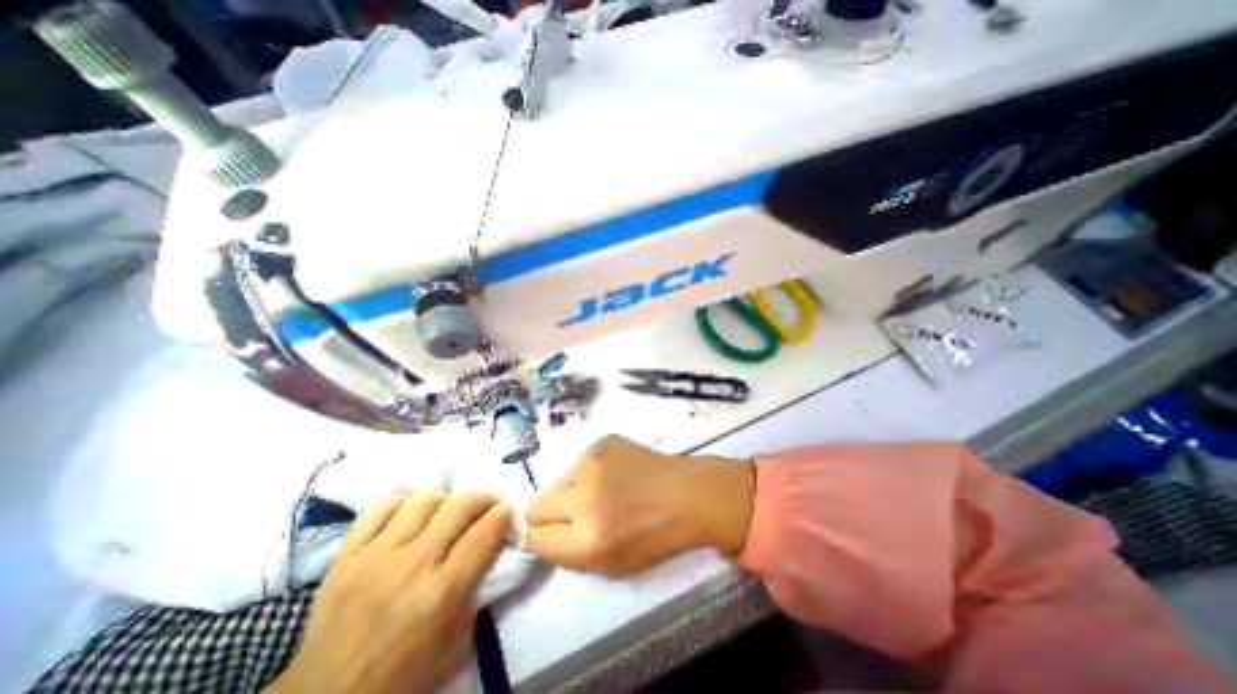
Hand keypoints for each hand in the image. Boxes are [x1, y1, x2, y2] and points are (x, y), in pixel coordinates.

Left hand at [266, 491, 512, 693]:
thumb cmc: (401, 675)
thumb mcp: (455, 644)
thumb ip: (474, 592)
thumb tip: (487, 550)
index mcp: (440, 593)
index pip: (481, 536)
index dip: (500, 515)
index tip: (506, 509)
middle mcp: (411, 566)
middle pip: (457, 509)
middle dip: (481, 499)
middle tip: (487, 502)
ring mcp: (375, 557)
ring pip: (422, 501)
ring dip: (445, 499)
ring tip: (449, 508)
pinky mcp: (346, 555)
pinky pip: (379, 509)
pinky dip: (402, 502)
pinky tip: (411, 511)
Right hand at [520, 437, 753, 575]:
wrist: (686, 493)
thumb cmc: (655, 537)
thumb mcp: (613, 566)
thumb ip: (571, 554)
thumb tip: (542, 534)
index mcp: (588, 540)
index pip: (534, 538)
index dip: (542, 539)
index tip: (553, 535)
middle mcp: (584, 498)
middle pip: (534, 506)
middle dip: (547, 515)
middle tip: (570, 515)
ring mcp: (592, 463)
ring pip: (555, 480)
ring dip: (569, 491)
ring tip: (597, 492)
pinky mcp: (601, 443)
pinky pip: (578, 463)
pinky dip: (588, 473)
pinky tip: (613, 475)